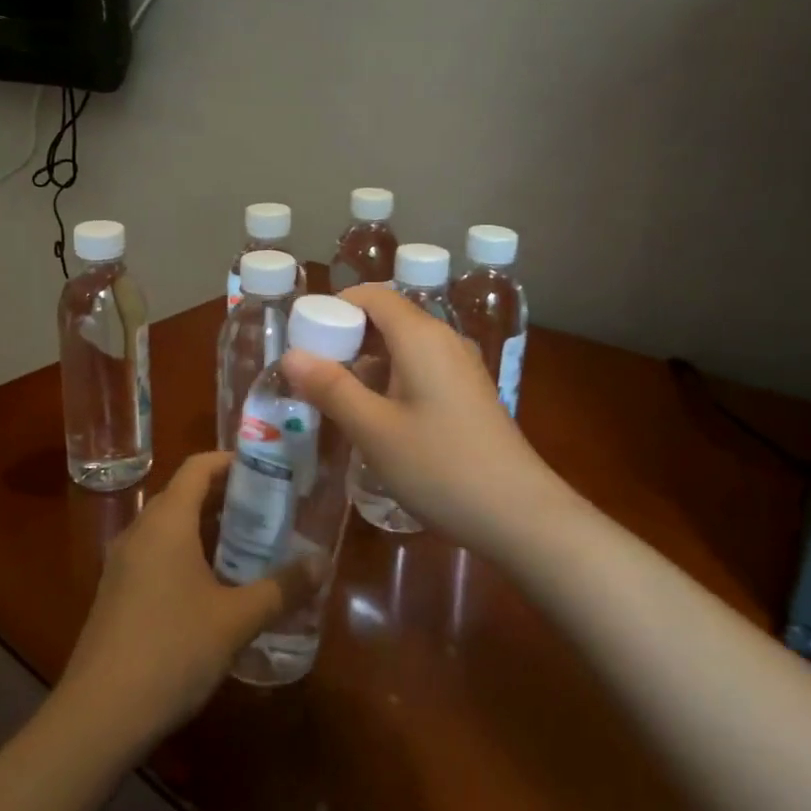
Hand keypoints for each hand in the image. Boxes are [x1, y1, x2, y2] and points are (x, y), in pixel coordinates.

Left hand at [55, 452, 293, 753]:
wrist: (98, 716)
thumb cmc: (172, 651)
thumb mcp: (236, 620)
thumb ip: (281, 588)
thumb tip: (323, 563)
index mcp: (167, 521)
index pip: (198, 466)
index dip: (233, 461)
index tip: (269, 471)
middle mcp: (141, 531)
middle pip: (185, 494)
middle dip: (228, 497)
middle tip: (271, 511)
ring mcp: (123, 563)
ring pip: (171, 527)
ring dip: (208, 529)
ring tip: (250, 547)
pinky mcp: (117, 593)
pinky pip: (157, 555)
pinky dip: (188, 554)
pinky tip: (215, 588)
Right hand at [283, 286, 563, 552]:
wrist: (520, 515)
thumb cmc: (440, 467)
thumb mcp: (374, 430)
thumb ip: (331, 388)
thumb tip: (290, 355)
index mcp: (421, 336)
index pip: (372, 295)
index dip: (334, 308)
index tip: (304, 339)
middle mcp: (444, 340)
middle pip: (388, 318)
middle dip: (347, 338)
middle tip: (313, 375)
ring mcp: (461, 367)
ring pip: (404, 346)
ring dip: (368, 363)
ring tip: (338, 399)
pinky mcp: (469, 393)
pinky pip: (421, 369)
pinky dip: (392, 379)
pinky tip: (379, 418)